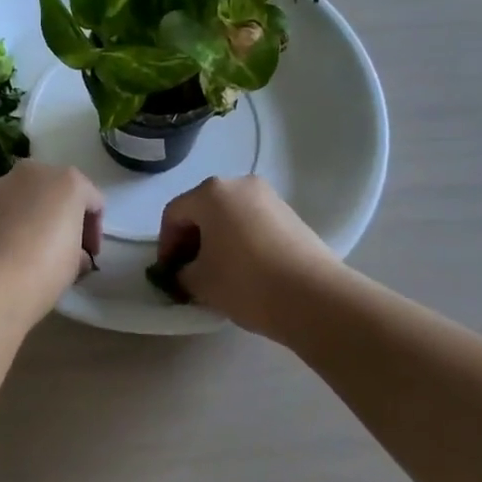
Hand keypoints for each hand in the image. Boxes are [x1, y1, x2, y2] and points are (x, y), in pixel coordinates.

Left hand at [0, 161, 103, 327]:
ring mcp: (3, 183)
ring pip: (30, 197)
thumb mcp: (76, 263)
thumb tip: (74, 254)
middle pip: (59, 192)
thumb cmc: (44, 269)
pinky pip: (7, 208)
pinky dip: (14, 221)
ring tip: (36, 250)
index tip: (90, 256)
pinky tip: (13, 249)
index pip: (93, 202)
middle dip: (65, 217)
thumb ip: (79, 250)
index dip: (95, 231)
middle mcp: (35, 171)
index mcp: (68, 180)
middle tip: (67, 249)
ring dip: (37, 216)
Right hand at [156, 176, 340, 338]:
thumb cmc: (247, 282)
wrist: (315, 297)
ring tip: (219, 274)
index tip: (168, 274)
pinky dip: (241, 241)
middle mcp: (240, 184)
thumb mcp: (200, 282)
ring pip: (229, 216)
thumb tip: (184, 272)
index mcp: (211, 192)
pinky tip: (246, 271)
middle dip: (191, 241)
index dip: (166, 245)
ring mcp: (269, 198)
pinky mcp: (291, 215)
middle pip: (203, 210)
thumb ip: (181, 273)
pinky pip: (253, 223)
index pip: (174, 214)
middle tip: (189, 273)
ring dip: (217, 241)